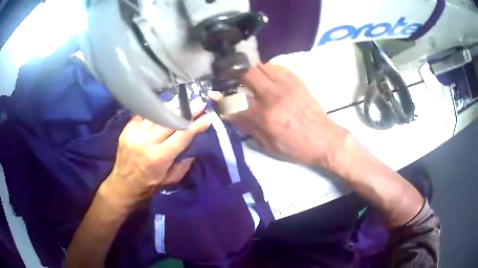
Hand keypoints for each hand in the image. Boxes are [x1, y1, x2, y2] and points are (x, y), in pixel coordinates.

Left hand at [101, 98, 210, 210]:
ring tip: (182, 101)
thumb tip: (194, 144)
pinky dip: (153, 112)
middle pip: (169, 121)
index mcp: (159, 158)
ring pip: (156, 115)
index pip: (181, 136)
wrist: (123, 186)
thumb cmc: (149, 186)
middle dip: (186, 111)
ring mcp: (133, 135)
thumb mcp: (170, 180)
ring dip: (171, 107)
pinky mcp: (126, 131)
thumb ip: (183, 163)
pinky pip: (142, 116)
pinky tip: (161, 108)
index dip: (195, 125)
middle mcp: (146, 143)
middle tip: (198, 103)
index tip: (207, 117)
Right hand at [232, 63, 348, 168]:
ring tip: (250, 79)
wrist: (324, 139)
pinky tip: (267, 78)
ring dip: (252, 71)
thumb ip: (248, 127)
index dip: (222, 98)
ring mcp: (286, 85)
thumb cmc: (296, 147)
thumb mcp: (269, 145)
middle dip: (235, 76)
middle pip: (247, 74)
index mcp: (265, 116)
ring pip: (261, 66)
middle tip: (233, 81)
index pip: (235, 101)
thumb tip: (230, 114)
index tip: (217, 96)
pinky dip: (267, 69)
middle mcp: (273, 96)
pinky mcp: (297, 80)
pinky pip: (277, 66)